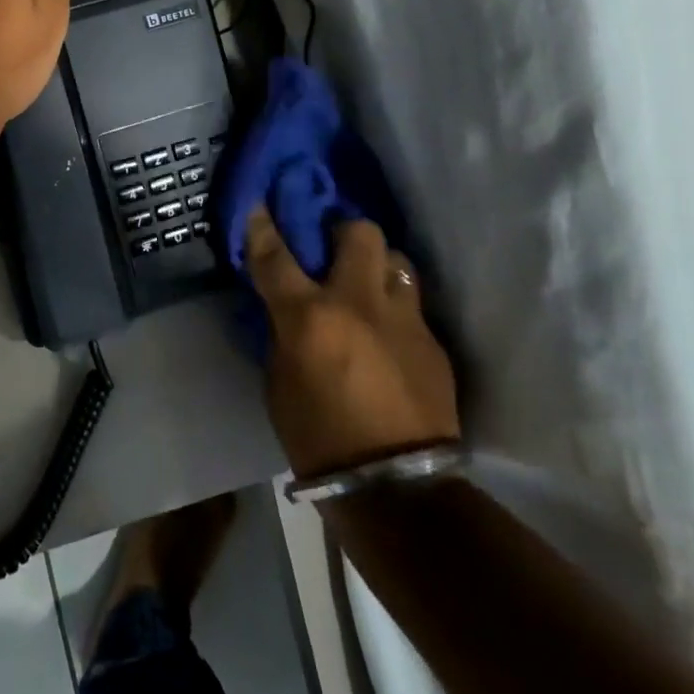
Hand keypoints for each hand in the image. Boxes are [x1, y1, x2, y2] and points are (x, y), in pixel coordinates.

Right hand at [248, 210, 459, 478]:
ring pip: (396, 261)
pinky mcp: (434, 344)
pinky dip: (396, 311)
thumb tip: (287, 307)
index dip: (263, 225)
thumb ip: (283, 332)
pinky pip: (413, 307)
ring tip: (368, 289)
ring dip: (378, 267)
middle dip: (344, 230)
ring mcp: (404, 320)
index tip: (259, 203)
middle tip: (333, 250)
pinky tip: (390, 338)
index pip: (276, 254)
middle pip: (359, 232)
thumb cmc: (317, 438)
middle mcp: (359, 303)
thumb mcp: (279, 380)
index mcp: (310, 316)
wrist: (395, 491)